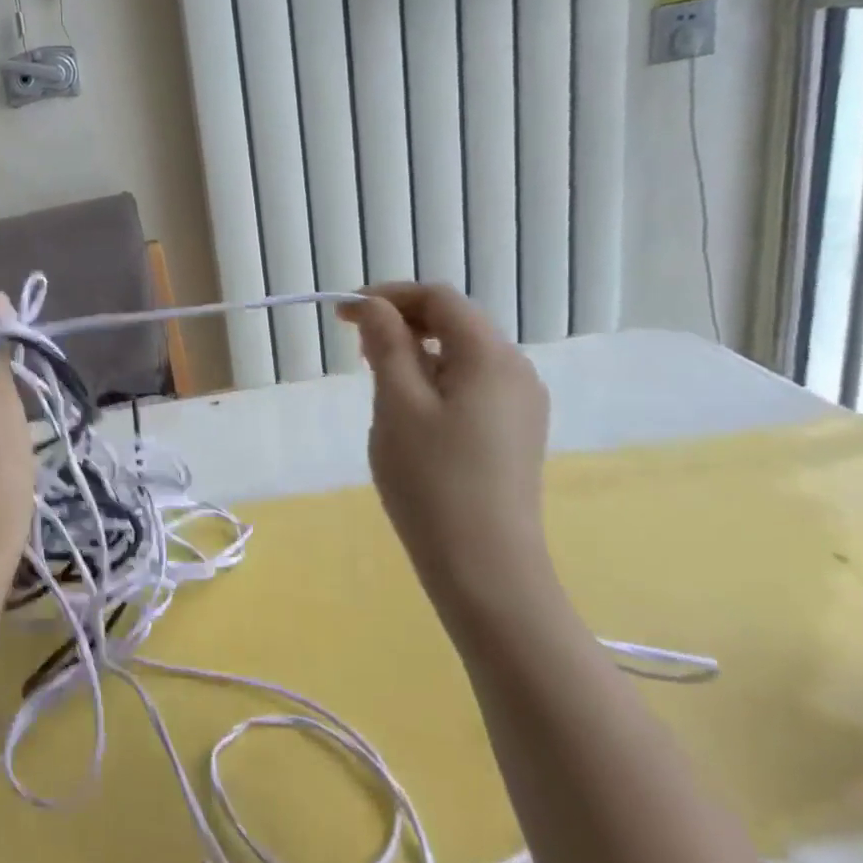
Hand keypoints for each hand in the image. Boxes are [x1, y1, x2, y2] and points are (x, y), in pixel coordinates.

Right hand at [340, 284, 555, 619]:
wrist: (485, 566)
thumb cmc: (431, 480)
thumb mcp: (397, 404)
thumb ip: (386, 345)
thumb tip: (373, 306)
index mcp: (490, 357)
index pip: (438, 298)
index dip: (388, 296)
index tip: (341, 314)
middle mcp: (516, 371)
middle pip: (455, 321)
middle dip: (401, 321)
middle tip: (354, 345)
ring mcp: (521, 404)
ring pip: (462, 354)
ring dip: (415, 350)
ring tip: (374, 377)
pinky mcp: (515, 432)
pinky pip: (471, 383)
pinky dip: (434, 377)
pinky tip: (409, 409)